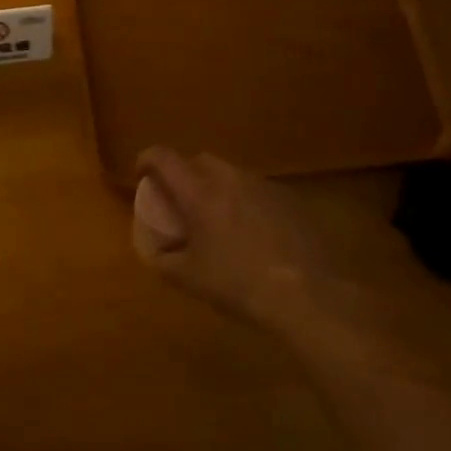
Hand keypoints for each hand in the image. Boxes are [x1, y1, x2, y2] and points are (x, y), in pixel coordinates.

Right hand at [132, 148, 440, 370]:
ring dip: (216, 187)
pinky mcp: (290, 198)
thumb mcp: (188, 278)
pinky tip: (253, 233)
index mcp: (198, 190)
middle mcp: (229, 177)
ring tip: (218, 219)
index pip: (163, 156)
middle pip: (198, 160)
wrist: (308, 295)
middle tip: (181, 202)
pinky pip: (256, 189)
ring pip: (229, 174)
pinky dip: (245, 201)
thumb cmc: (238, 284)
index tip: (141, 175)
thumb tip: (155, 247)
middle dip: (184, 174)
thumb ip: (163, 258)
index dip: (146, 160)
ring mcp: (263, 185)